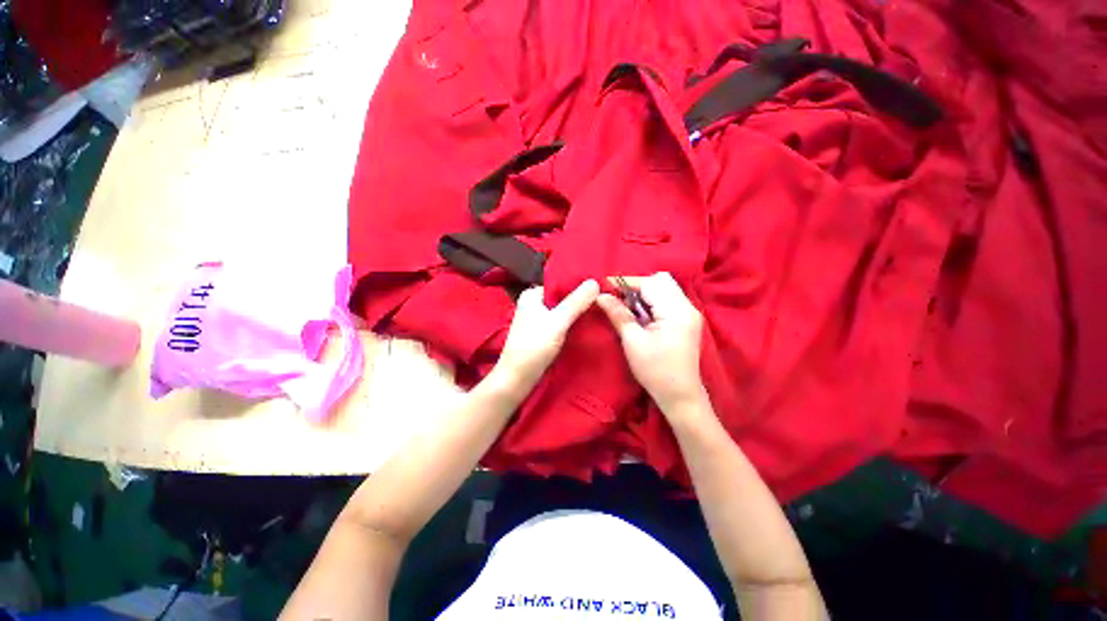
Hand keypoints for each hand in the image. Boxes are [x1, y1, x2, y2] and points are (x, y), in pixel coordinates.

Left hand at [492, 280, 599, 392]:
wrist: (517, 379)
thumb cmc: (534, 347)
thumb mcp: (558, 322)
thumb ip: (576, 302)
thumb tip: (595, 282)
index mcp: (532, 295)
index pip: (561, 285)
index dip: (580, 287)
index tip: (601, 290)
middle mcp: (533, 304)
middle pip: (562, 299)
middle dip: (580, 301)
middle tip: (603, 303)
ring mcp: (537, 320)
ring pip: (563, 312)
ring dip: (578, 314)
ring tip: (600, 314)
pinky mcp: (542, 335)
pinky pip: (561, 324)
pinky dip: (572, 325)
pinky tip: (587, 327)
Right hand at [597, 272, 706, 412]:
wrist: (679, 395)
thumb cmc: (654, 370)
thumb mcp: (632, 341)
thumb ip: (618, 314)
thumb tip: (601, 296)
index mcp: (676, 311)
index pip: (650, 284)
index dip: (626, 282)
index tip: (605, 285)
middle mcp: (687, 307)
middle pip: (661, 281)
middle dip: (637, 286)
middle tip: (619, 300)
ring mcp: (689, 313)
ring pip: (664, 289)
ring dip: (644, 294)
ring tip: (629, 310)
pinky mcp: (686, 320)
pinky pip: (667, 300)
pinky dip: (651, 303)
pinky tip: (641, 317)